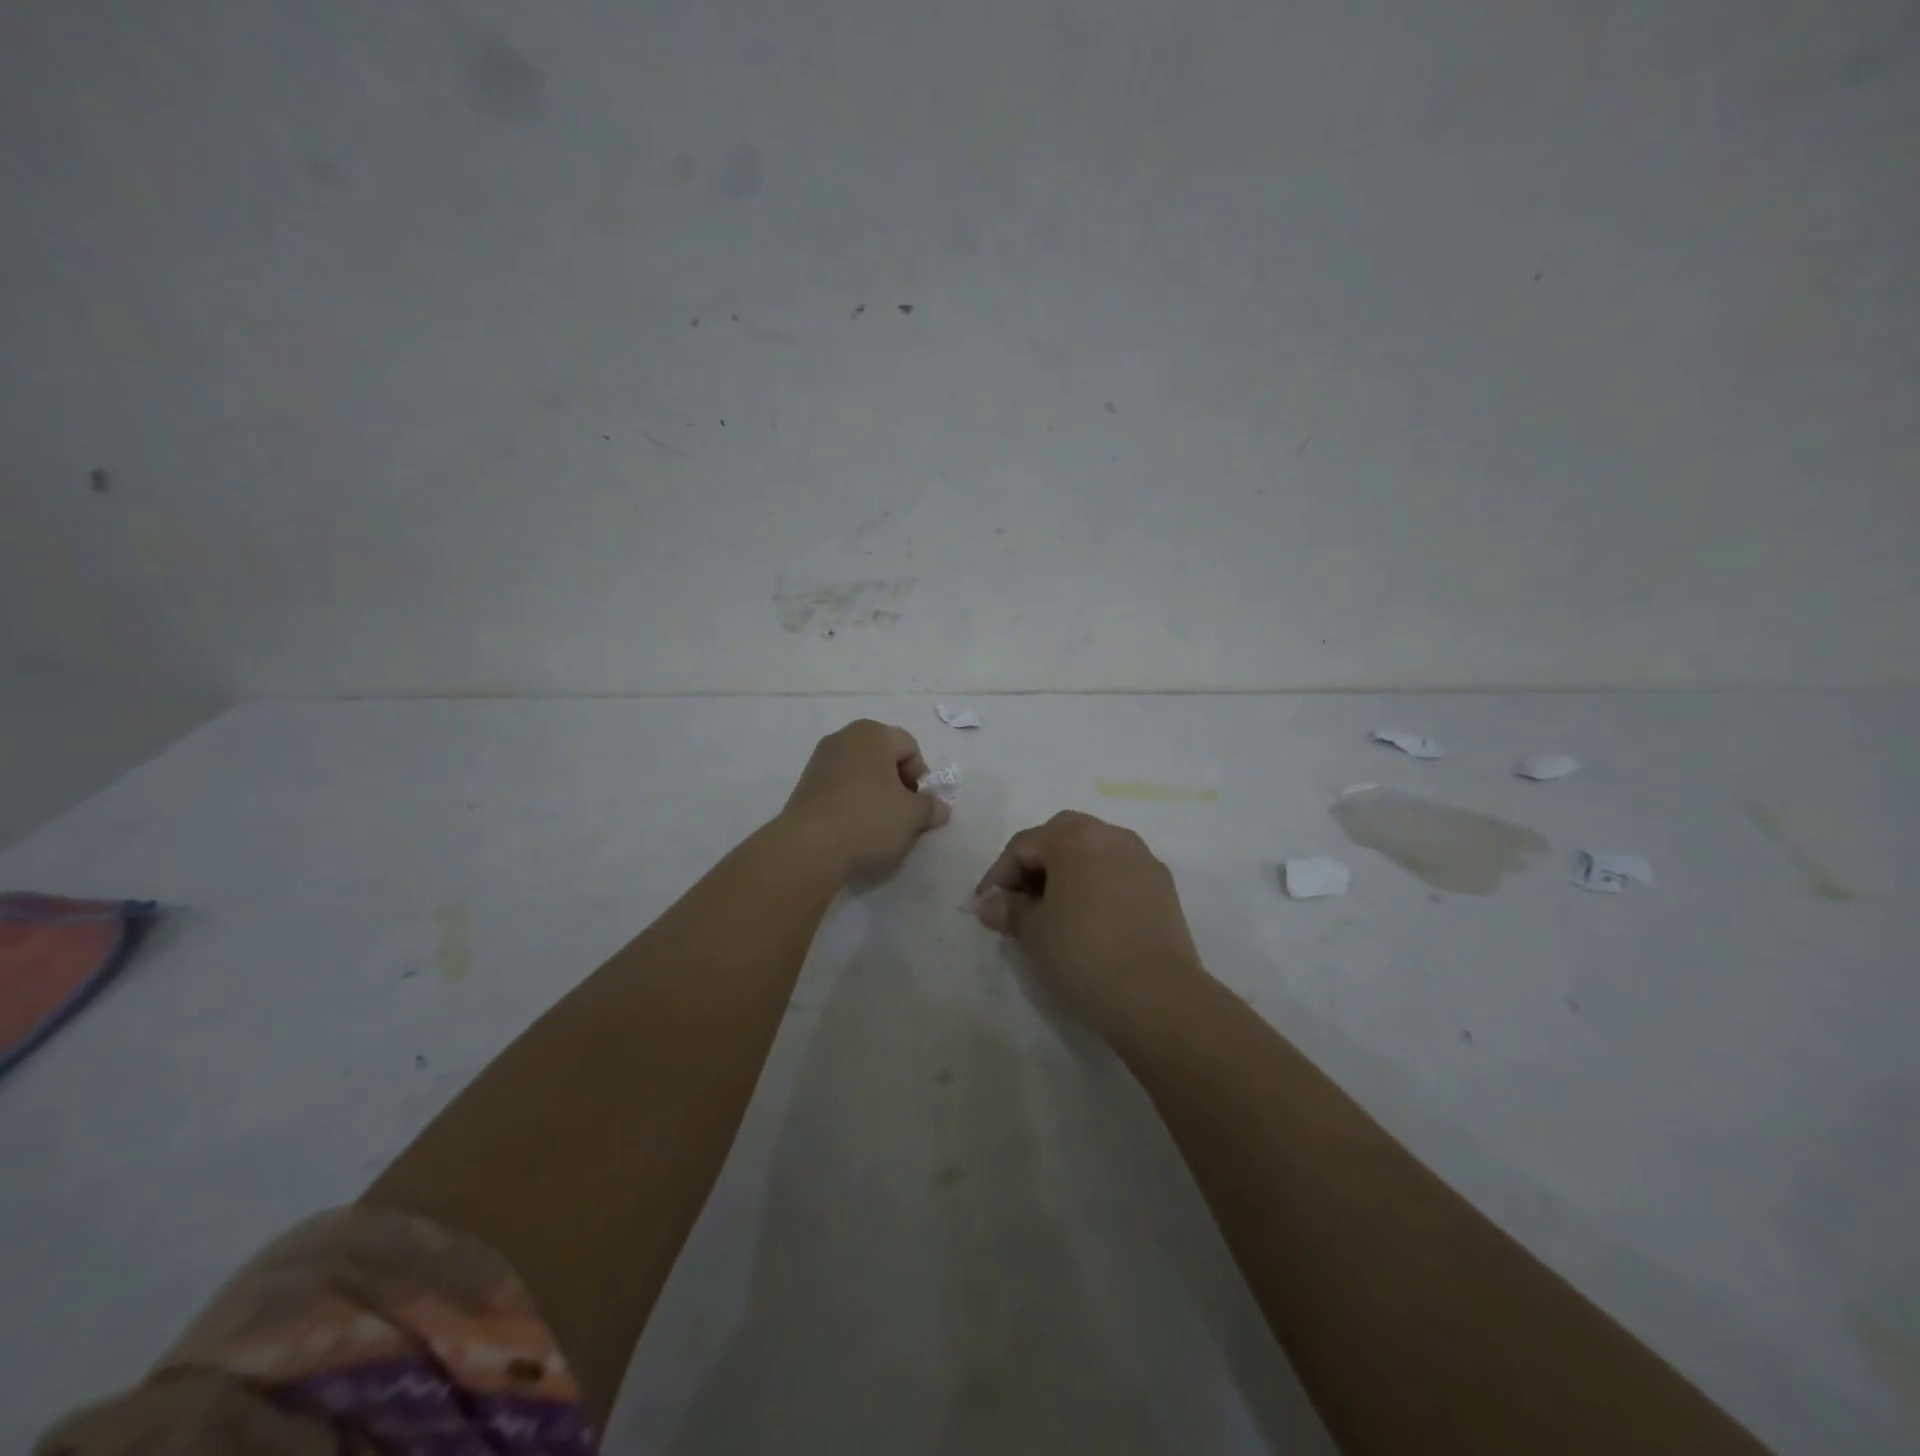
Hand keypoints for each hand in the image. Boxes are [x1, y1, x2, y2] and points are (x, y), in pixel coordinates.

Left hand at [779, 719, 949, 881]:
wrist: (808, 848)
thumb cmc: (869, 819)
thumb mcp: (912, 816)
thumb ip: (931, 807)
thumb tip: (940, 807)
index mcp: (872, 733)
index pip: (910, 748)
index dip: (921, 777)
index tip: (919, 806)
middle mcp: (844, 737)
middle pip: (884, 758)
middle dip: (898, 785)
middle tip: (903, 816)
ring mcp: (820, 760)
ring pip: (861, 774)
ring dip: (875, 795)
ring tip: (879, 826)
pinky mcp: (804, 785)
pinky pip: (840, 788)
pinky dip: (852, 803)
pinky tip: (855, 829)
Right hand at [973, 811, 1206, 1037]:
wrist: (1155, 992)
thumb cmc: (1083, 952)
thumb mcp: (1034, 932)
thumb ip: (1009, 909)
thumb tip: (988, 903)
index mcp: (1073, 838)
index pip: (1023, 845)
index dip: (999, 874)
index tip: (987, 904)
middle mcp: (1109, 834)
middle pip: (1061, 834)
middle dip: (1036, 862)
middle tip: (1021, 898)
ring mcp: (1141, 856)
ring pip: (1094, 848)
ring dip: (1069, 869)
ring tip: (1056, 907)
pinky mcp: (1162, 883)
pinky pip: (1119, 869)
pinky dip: (1098, 881)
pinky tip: (1091, 915)